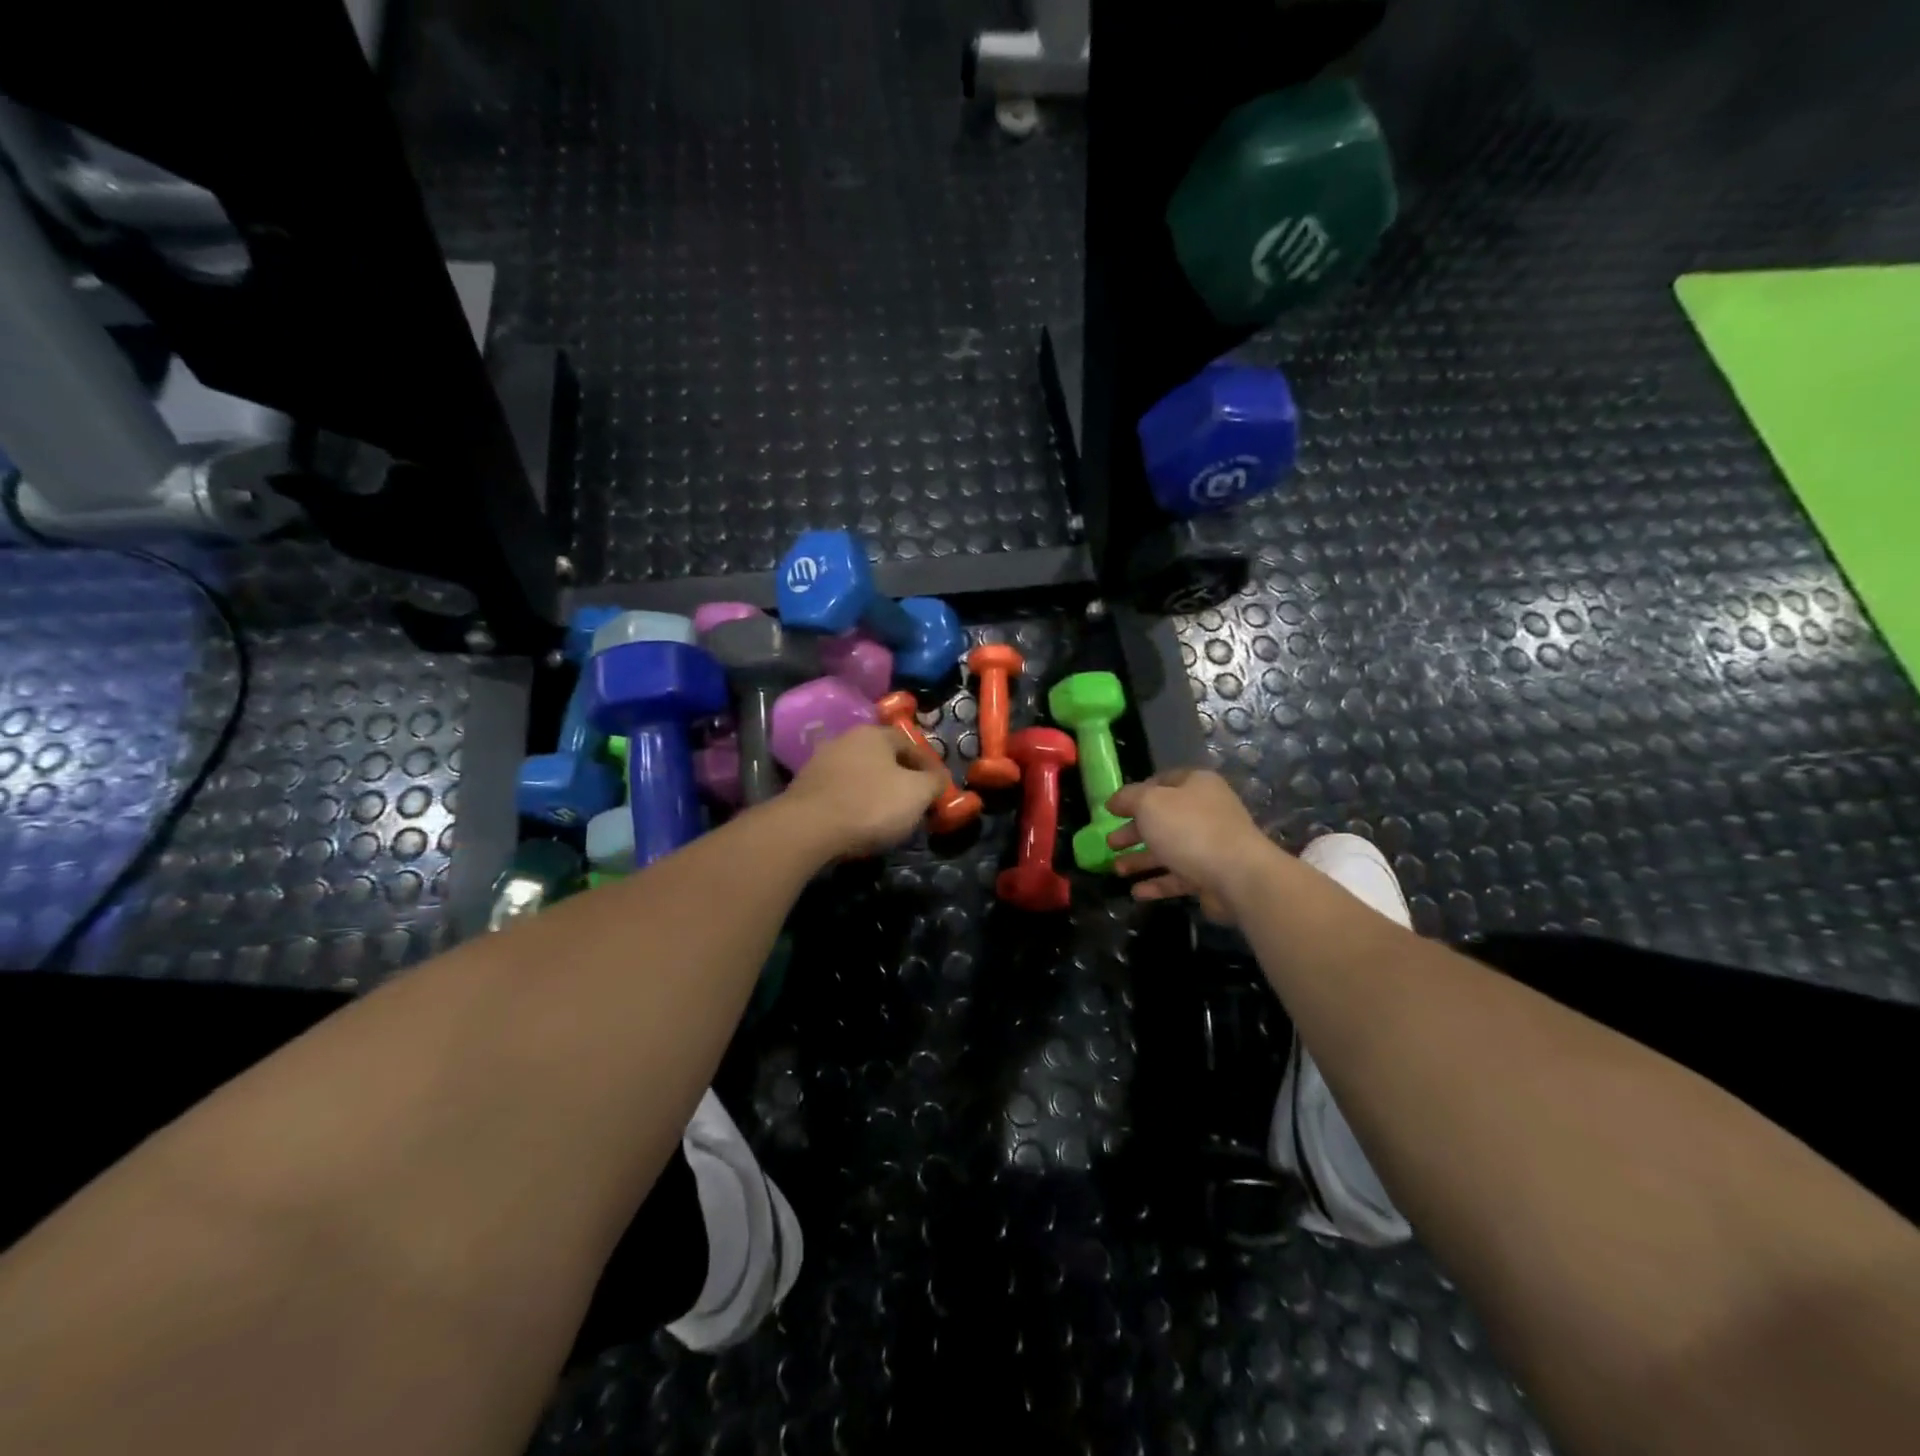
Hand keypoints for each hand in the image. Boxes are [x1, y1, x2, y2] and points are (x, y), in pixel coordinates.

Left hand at [781, 725, 946, 858]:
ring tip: (887, 815)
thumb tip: (940, 778)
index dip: (929, 767)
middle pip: (883, 758)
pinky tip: (859, 822)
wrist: (808, 829)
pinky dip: (854, 803)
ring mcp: (820, 762)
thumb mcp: (918, 793)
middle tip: (914, 802)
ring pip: (860, 774)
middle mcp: (845, 739)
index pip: (911, 744)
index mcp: (874, 733)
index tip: (939, 789)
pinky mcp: (804, 787)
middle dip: (901, 778)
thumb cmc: (871, 804)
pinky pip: (840, 792)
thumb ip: (934, 782)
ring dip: (876, 791)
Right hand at [1105, 769, 1275, 921]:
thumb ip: (1128, 798)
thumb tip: (1114, 801)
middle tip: (1110, 842)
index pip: (1161, 782)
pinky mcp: (1211, 875)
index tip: (1113, 810)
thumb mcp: (1149, 803)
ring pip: (1168, 850)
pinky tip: (1136, 892)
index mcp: (1196, 785)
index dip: (1135, 794)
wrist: (1237, 875)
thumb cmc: (1189, 829)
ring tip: (1116, 869)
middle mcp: (1205, 811)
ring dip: (1141, 859)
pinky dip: (1157, 883)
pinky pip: (1178, 877)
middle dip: (1133, 831)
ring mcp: (1210, 845)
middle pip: (1162, 819)